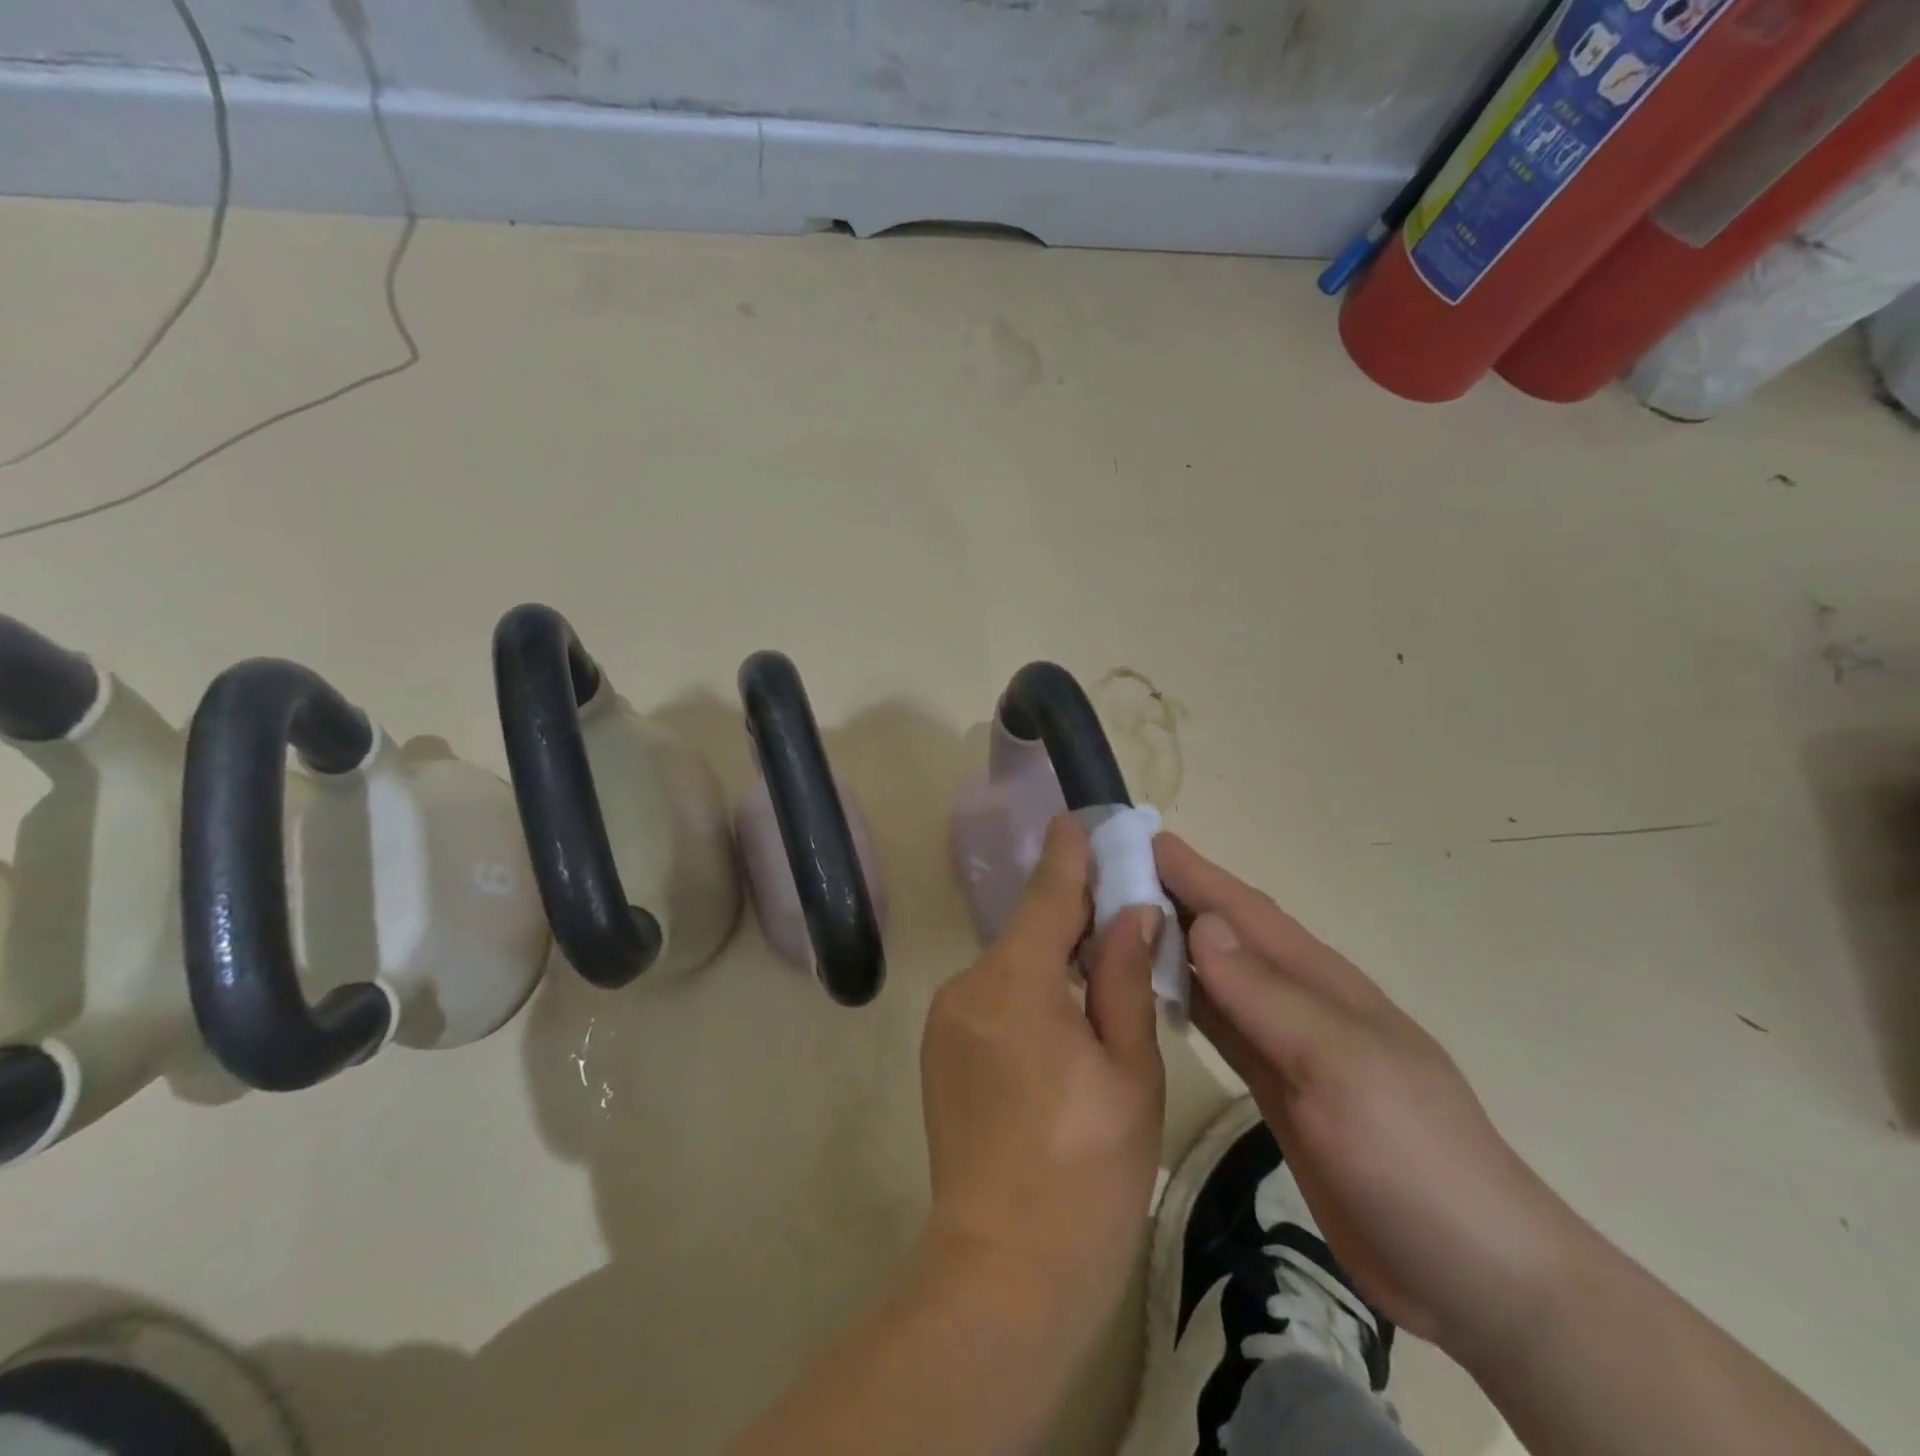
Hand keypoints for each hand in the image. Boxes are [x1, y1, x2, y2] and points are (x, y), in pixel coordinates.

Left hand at [921, 815, 1166, 1344]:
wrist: (1004, 1273)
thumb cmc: (1087, 1173)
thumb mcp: (1129, 1071)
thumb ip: (1123, 979)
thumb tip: (1131, 910)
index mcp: (1014, 983)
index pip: (1046, 894)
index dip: (1069, 855)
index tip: (1082, 819)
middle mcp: (967, 986)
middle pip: (1028, 930)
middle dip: (1072, 914)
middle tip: (1122, 907)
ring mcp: (945, 1019)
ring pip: (1011, 965)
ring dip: (1052, 959)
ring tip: (1102, 970)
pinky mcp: (940, 1048)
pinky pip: (993, 997)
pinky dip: (1029, 991)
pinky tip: (1063, 1021)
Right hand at [1155, 833, 1584, 1357]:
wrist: (1474, 1273)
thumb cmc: (1412, 1155)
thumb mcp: (1340, 1065)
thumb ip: (1267, 995)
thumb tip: (1202, 922)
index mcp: (1321, 981)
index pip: (1244, 909)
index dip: (1193, 871)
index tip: (1136, 837)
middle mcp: (1299, 1002)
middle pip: (1226, 936)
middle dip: (1173, 898)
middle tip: (1106, 876)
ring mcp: (1289, 1047)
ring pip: (1217, 979)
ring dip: (1171, 946)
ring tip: (1114, 923)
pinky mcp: (1278, 1090)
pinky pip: (1220, 1029)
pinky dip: (1185, 1001)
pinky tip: (1152, 993)